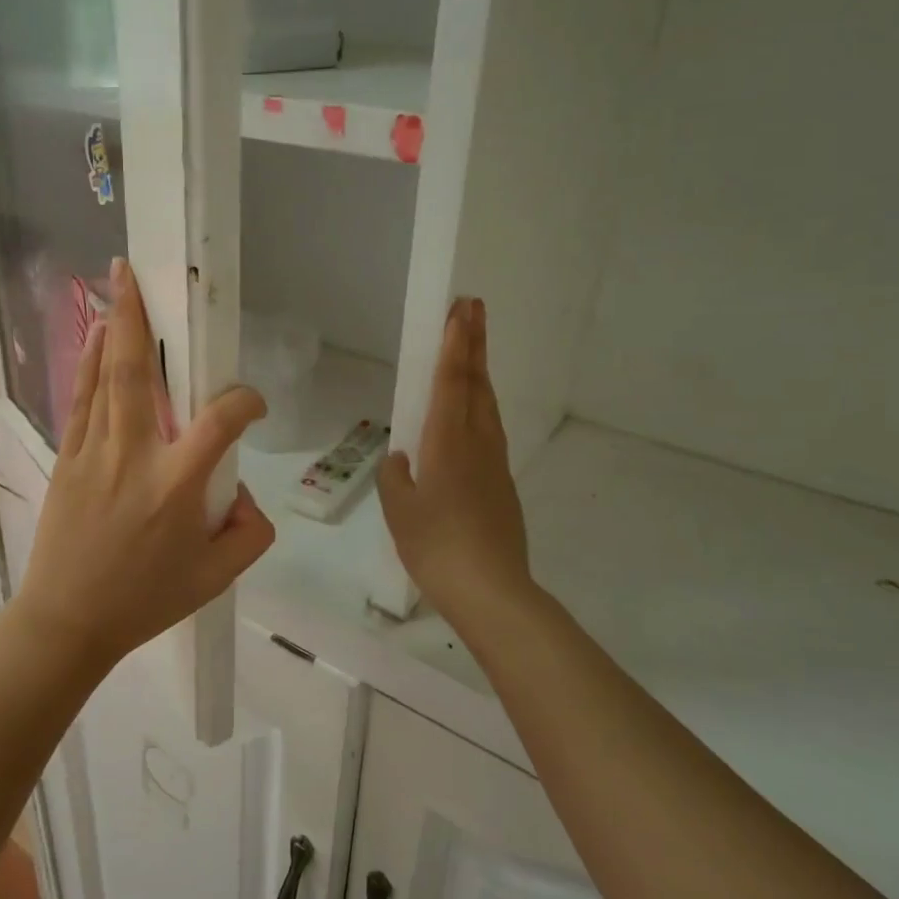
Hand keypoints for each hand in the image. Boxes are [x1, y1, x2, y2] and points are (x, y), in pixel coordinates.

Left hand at [14, 258, 275, 668]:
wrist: (67, 621)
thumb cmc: (145, 601)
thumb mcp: (217, 579)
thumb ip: (250, 533)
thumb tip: (244, 495)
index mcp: (176, 486)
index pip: (219, 421)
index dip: (244, 402)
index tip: (253, 407)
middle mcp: (133, 457)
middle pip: (137, 374)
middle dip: (138, 318)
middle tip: (135, 273)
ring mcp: (94, 454)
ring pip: (104, 379)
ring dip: (113, 330)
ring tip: (116, 287)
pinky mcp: (68, 460)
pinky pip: (82, 401)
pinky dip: (89, 365)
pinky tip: (95, 339)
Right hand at [379, 298, 535, 627]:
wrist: (490, 589)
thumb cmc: (436, 546)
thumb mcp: (399, 510)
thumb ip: (396, 477)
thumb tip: (402, 459)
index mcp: (448, 443)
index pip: (451, 382)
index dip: (455, 344)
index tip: (462, 310)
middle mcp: (477, 443)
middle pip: (476, 384)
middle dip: (474, 344)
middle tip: (473, 309)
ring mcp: (495, 463)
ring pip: (487, 406)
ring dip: (479, 373)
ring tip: (472, 352)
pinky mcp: (502, 484)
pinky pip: (489, 432)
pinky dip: (480, 407)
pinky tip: (471, 417)